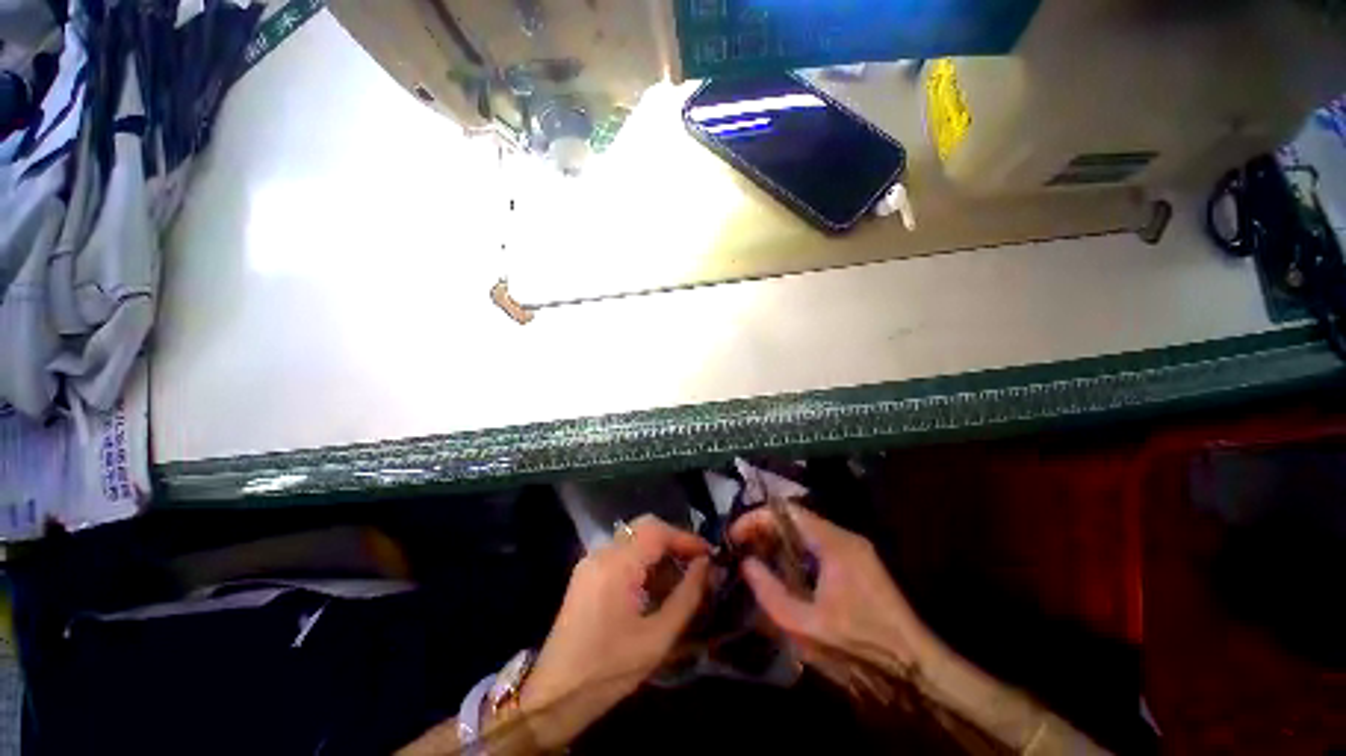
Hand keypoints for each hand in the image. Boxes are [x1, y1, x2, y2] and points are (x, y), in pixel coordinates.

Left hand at [519, 515, 710, 747]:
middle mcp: (601, 553)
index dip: (686, 538)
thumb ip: (687, 597)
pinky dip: (643, 562)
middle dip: (673, 541)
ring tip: (680, 579)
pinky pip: (621, 553)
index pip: (657, 531)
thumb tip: (706, 565)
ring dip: (659, 552)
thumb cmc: (608, 671)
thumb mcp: (657, 639)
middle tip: (696, 564)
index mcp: (616, 565)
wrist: (553, 698)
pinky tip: (655, 588)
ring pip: (634, 539)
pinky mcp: (587, 573)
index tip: (709, 555)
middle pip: (645, 527)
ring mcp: (591, 561)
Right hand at [730, 504, 937, 685]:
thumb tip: (746, 563)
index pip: (787, 512)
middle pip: (795, 519)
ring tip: (756, 561)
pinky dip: (795, 555)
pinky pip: (818, 548)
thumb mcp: (805, 626)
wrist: (917, 672)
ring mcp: (854, 551)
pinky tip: (784, 575)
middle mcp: (845, 537)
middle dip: (765, 530)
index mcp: (834, 543)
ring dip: (779, 543)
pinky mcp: (858, 566)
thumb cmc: (859, 647)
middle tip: (742, 549)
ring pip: (806, 534)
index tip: (735, 536)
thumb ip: (770, 592)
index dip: (756, 518)